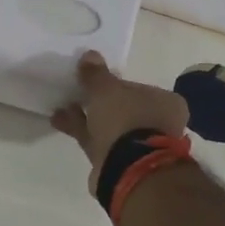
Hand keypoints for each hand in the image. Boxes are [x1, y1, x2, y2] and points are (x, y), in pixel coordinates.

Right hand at [52, 51, 188, 191]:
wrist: (128, 170)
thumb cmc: (125, 121)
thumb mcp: (107, 91)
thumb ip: (96, 75)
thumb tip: (89, 55)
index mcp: (164, 102)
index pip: (135, 88)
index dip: (112, 85)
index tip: (91, 83)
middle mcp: (157, 123)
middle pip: (121, 108)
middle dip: (96, 102)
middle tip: (75, 94)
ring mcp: (140, 145)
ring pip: (108, 126)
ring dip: (85, 117)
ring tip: (61, 108)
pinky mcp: (121, 161)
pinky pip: (98, 141)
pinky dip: (82, 131)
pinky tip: (60, 121)